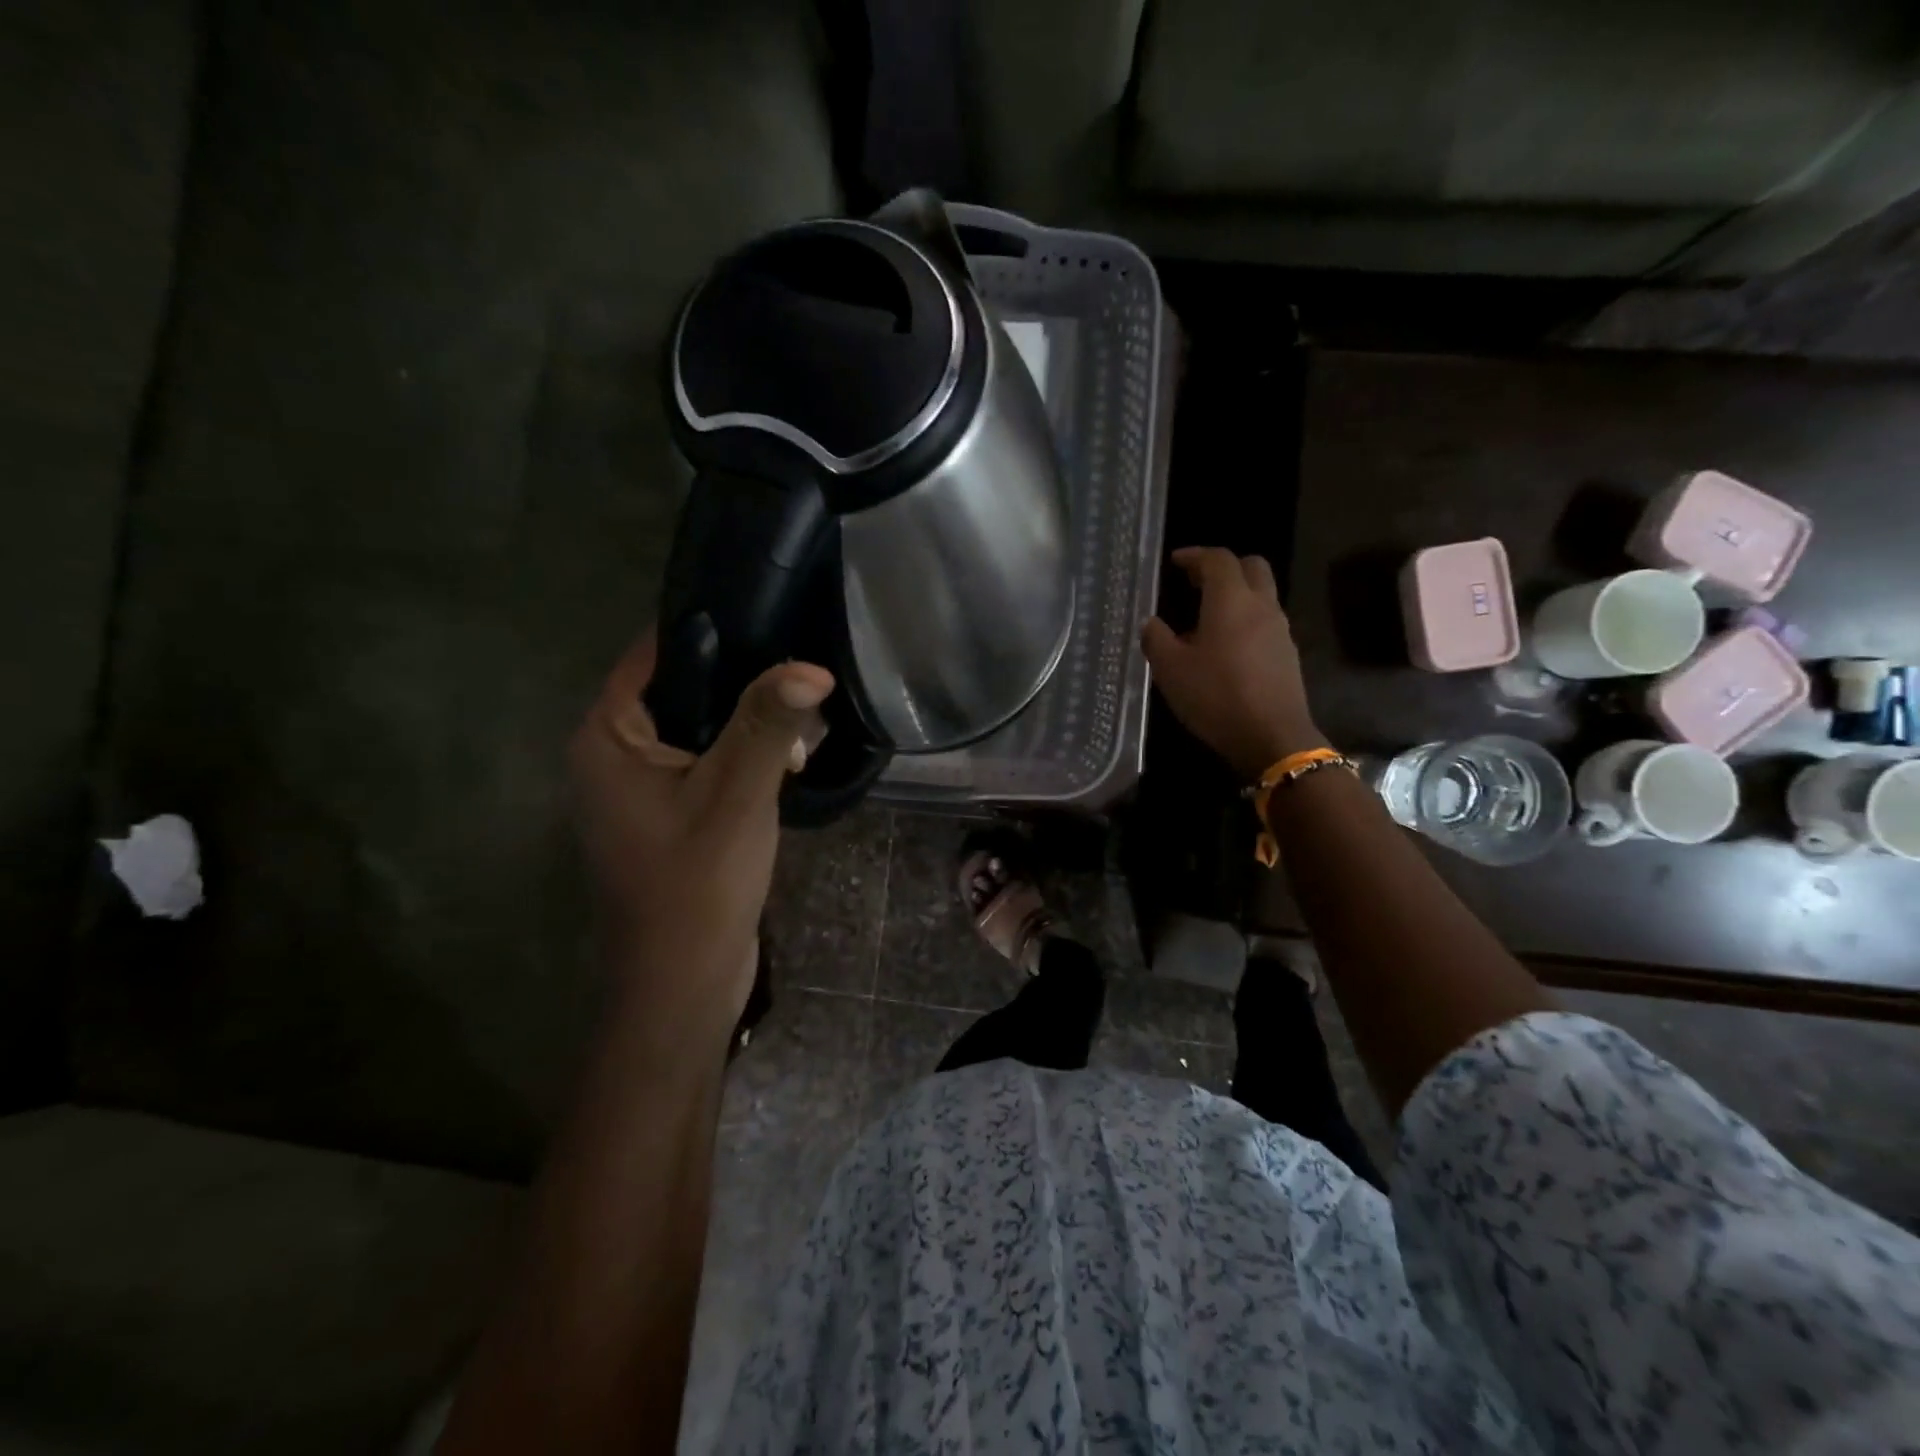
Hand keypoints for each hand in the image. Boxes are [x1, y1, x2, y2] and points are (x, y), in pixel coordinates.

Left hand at [569, 627, 831, 1056]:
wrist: (683, 983)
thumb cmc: (696, 884)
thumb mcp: (737, 794)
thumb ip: (768, 724)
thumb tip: (811, 666)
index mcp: (607, 737)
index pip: (654, 654)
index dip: (710, 627)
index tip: (769, 606)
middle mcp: (613, 754)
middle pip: (680, 688)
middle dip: (740, 677)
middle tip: (800, 659)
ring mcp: (640, 788)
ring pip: (698, 727)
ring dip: (747, 718)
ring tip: (806, 701)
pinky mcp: (668, 814)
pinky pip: (705, 761)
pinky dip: (742, 752)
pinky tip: (790, 749)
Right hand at [1142, 547, 1324, 779]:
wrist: (1272, 737)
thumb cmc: (1216, 696)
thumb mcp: (1170, 670)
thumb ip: (1156, 639)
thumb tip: (1151, 622)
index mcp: (1231, 601)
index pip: (1217, 560)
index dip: (1195, 555)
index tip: (1175, 561)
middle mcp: (1261, 606)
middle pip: (1251, 567)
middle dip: (1223, 567)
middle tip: (1196, 581)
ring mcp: (1280, 630)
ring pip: (1262, 595)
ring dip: (1236, 595)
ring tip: (1206, 617)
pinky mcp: (1288, 654)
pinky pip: (1266, 622)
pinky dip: (1246, 620)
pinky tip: (1225, 647)